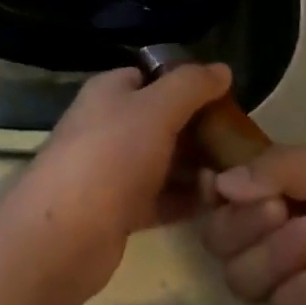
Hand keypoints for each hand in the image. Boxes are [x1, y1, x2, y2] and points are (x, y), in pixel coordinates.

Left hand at [7, 63, 232, 299]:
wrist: (64, 235)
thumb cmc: (111, 156)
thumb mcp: (156, 109)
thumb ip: (191, 85)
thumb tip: (223, 69)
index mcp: (110, 92)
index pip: (154, 76)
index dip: (189, 84)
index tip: (228, 100)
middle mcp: (109, 125)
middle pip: (162, 119)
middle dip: (199, 129)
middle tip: (240, 143)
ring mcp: (112, 170)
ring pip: (163, 161)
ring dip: (197, 167)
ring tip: (238, 176)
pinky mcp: (119, 210)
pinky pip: (160, 197)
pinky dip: (185, 199)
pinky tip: (218, 204)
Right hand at [199, 146, 305, 304]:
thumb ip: (280, 169)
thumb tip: (218, 183)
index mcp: (287, 191)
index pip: (225, 189)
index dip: (213, 188)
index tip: (217, 184)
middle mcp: (279, 235)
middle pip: (220, 236)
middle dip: (244, 223)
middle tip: (280, 210)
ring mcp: (292, 285)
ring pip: (240, 276)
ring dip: (274, 256)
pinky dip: (303, 295)